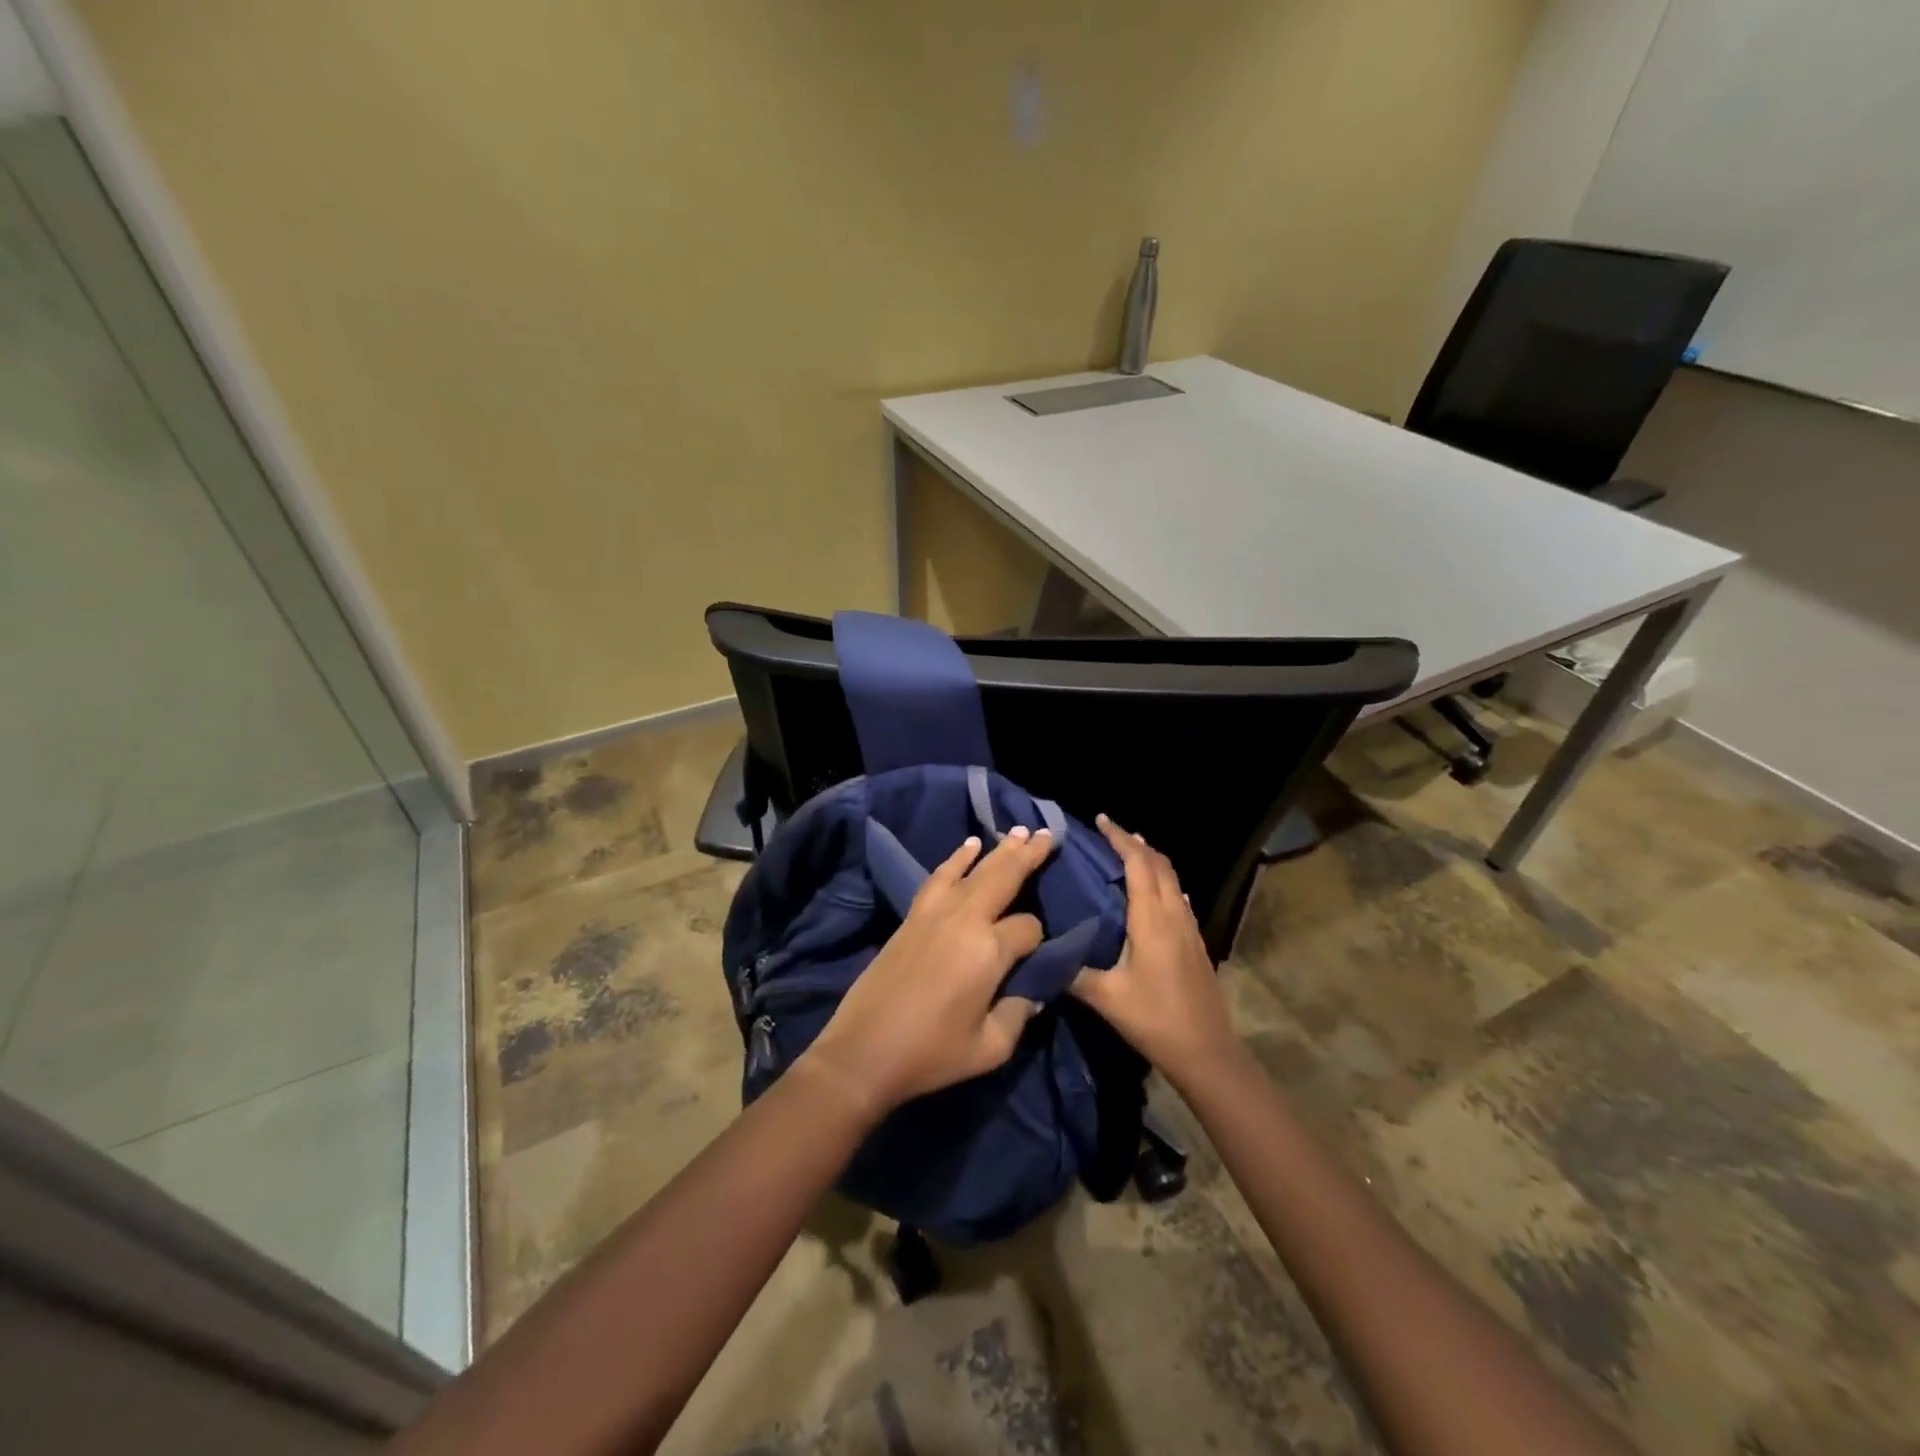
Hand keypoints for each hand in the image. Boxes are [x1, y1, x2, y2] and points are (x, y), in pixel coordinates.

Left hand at [802, 826, 1056, 1120]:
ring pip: (975, 870)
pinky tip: (970, 845)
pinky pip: (941, 876)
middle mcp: (965, 920)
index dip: (1038, 939)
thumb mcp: (991, 1048)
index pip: (1028, 928)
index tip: (1037, 956)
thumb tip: (1032, 991)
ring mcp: (935, 913)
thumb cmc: (931, 1054)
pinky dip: (957, 858)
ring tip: (1020, 831)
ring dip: (999, 849)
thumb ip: (1019, 1014)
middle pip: (1004, 877)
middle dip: (1029, 856)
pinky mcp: (913, 915)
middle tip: (1049, 834)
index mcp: (989, 951)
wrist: (864, 1051)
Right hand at [1070, 815, 1238, 1089]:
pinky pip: (1177, 897)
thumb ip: (1071, 972)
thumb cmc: (1154, 1019)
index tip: (1101, 820)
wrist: (1206, 1052)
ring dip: (1151, 860)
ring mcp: (1189, 928)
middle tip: (1109, 833)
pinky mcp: (1196, 943)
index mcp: (1152, 919)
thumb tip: (1040, 953)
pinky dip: (1162, 881)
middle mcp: (1173, 915)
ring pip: (1172, 879)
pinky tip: (1153, 894)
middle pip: (1159, 864)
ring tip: (1127, 854)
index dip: (1120, 838)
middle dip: (1135, 843)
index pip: (1138, 864)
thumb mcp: (1105, 998)